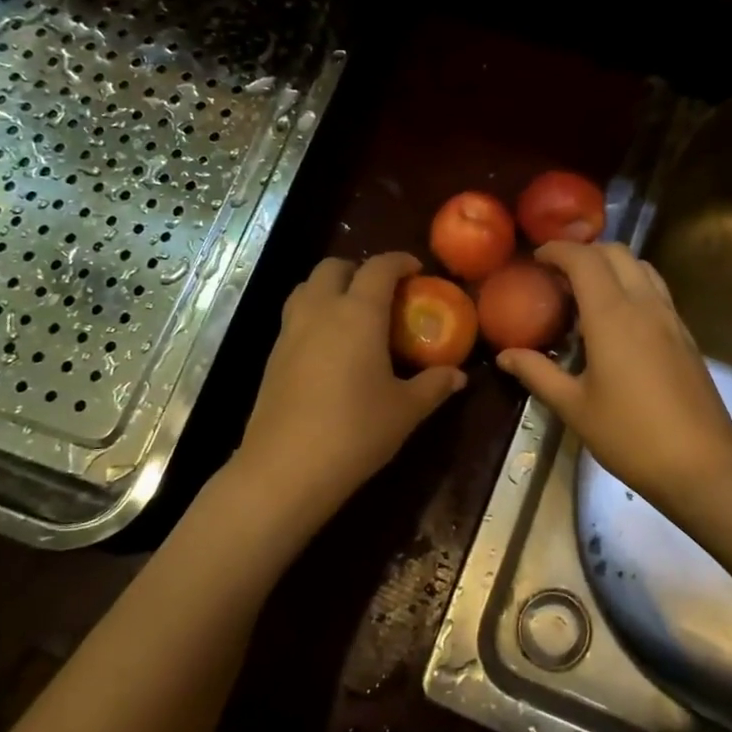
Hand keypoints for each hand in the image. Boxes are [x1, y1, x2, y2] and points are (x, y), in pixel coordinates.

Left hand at [235, 253, 467, 529]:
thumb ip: (434, 385)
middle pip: (333, 267)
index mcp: (357, 313)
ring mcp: (290, 332)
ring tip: (354, 314)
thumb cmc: (355, 432)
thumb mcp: (405, 410)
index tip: (417, 271)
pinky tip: (330, 349)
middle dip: (359, 269)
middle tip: (383, 292)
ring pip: (306, 287)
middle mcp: (320, 311)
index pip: (379, 267)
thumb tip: (459, 375)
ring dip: (331, 288)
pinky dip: (314, 314)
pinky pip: (294, 317)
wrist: (285, 470)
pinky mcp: (272, 356)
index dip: (399, 261)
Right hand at [496, 242, 731, 514]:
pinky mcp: (685, 335)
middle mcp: (644, 304)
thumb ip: (537, 373)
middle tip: (557, 273)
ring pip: (642, 267)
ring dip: (612, 265)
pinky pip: (656, 291)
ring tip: (587, 291)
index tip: (536, 259)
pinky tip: (618, 320)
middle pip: (616, 252)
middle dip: (584, 252)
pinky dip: (632, 285)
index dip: (557, 250)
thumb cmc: (629, 435)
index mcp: (612, 315)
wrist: (701, 464)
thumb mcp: (574, 407)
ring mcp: (671, 318)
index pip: (584, 259)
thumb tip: (505, 355)